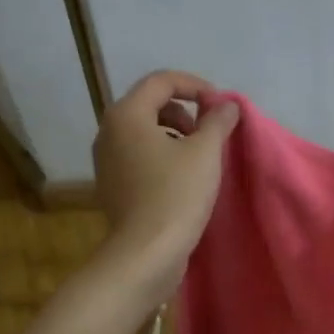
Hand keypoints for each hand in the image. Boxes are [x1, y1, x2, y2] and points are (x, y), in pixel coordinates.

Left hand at [92, 71, 240, 306]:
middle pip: (150, 104)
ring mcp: (106, 161)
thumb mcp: (205, 152)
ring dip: (175, 135)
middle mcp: (108, 132)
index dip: (195, 86)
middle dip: (184, 112)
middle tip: (209, 134)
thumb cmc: (176, 194)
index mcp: (127, 115)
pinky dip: (162, 156)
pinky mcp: (112, 186)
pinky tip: (183, 180)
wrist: (146, 252)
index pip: (161, 81)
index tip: (220, 107)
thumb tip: (227, 105)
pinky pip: (139, 156)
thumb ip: (217, 121)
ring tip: (199, 159)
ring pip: (144, 132)